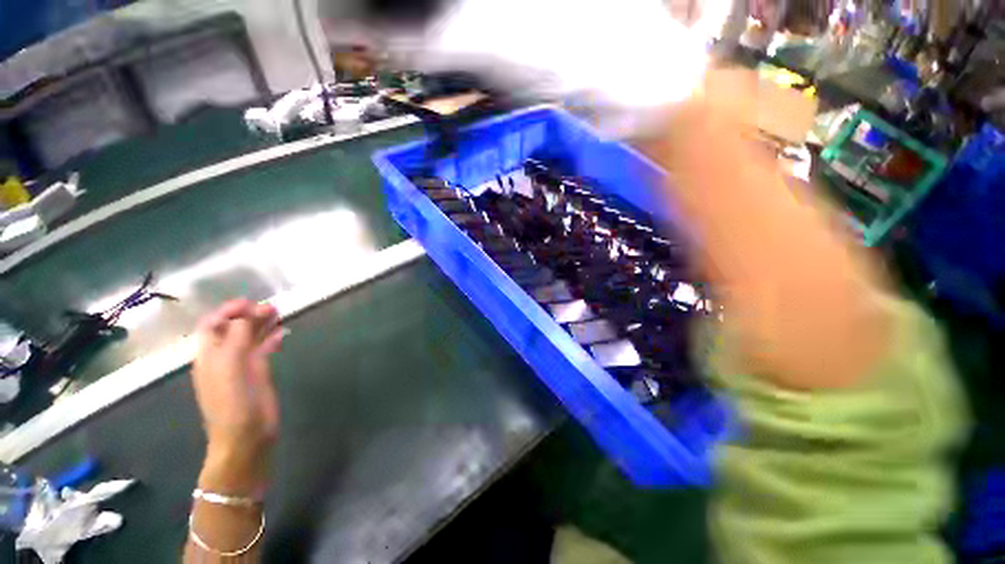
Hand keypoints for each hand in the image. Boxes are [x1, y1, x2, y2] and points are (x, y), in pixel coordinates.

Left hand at [192, 300, 283, 495]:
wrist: (245, 436)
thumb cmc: (233, 402)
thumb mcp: (231, 367)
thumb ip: (237, 339)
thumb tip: (247, 315)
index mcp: (210, 355)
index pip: (213, 325)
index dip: (228, 311)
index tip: (251, 303)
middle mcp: (224, 357)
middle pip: (234, 329)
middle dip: (249, 315)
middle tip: (272, 306)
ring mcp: (242, 366)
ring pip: (250, 338)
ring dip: (262, 324)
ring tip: (280, 313)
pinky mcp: (258, 374)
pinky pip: (263, 350)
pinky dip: (271, 338)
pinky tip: (282, 332)